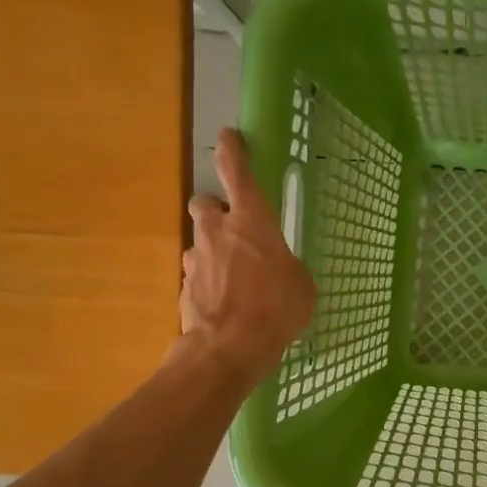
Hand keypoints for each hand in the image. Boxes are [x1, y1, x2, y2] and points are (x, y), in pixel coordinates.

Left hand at [179, 128, 315, 380]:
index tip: (228, 138)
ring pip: (201, 243)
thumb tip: (280, 270)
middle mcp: (217, 232)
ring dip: (214, 253)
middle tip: (233, 229)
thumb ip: (288, 267)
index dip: (232, 151)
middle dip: (216, 210)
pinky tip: (226, 306)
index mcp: (252, 222)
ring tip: (235, 280)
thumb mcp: (302, 286)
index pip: (237, 172)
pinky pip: (199, 276)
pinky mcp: (185, 287)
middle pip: (205, 203)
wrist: (229, 348)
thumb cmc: (275, 309)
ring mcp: (197, 259)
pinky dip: (210, 284)